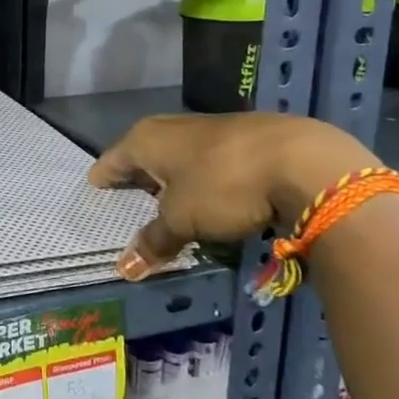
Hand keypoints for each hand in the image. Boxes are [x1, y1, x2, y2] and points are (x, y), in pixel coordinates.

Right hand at [88, 114, 376, 278]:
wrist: (304, 162)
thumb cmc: (222, 186)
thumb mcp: (181, 220)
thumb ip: (153, 241)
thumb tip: (125, 269)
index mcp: (146, 140)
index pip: (111, 161)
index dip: (103, 180)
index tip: (94, 193)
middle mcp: (172, 128)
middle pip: (144, 156)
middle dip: (137, 179)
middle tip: (127, 203)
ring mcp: (211, 130)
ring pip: (179, 158)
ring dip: (172, 180)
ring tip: (169, 206)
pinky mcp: (246, 140)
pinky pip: (210, 163)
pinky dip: (203, 180)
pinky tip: (212, 199)